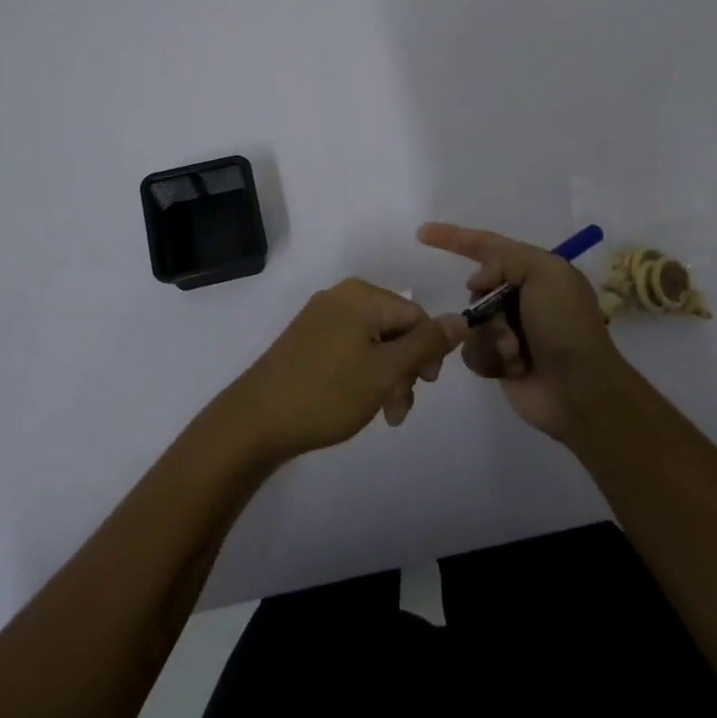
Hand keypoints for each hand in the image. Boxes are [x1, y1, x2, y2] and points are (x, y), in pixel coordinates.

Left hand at [224, 279, 465, 461]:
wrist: (255, 421)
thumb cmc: (327, 393)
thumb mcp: (386, 371)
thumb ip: (426, 345)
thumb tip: (461, 318)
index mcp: (362, 296)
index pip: (416, 315)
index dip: (427, 352)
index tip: (423, 388)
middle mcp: (342, 297)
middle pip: (395, 329)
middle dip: (404, 369)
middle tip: (398, 409)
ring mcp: (321, 317)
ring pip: (373, 343)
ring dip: (386, 378)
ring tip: (382, 415)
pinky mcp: (306, 340)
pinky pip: (350, 349)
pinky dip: (362, 374)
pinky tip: (358, 403)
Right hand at [417, 222, 627, 441]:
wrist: (580, 391)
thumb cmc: (565, 326)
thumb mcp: (545, 273)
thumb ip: (506, 259)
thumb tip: (479, 280)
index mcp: (537, 271)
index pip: (487, 246)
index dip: (454, 237)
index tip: (422, 233)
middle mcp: (522, 298)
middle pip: (476, 290)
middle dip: (486, 308)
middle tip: (507, 326)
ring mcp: (510, 331)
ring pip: (471, 324)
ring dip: (491, 338)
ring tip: (515, 353)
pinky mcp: (500, 362)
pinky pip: (471, 352)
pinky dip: (490, 359)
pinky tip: (513, 369)